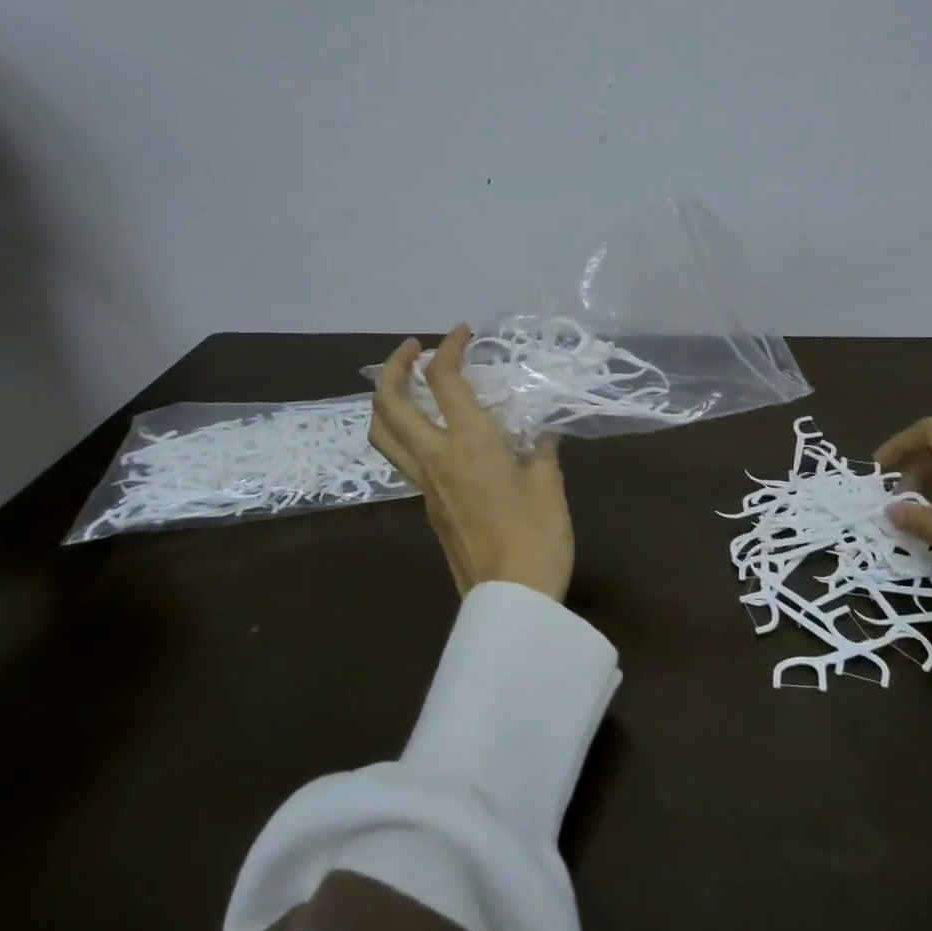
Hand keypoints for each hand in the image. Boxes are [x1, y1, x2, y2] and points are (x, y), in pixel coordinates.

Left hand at [370, 325, 574, 602]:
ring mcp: (425, 485)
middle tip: (414, 348)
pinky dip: (403, 431)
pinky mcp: (427, 506)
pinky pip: (401, 458)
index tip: (464, 331)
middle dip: (395, 367)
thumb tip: (541, 432)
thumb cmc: (537, 535)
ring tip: (406, 384)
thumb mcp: (548, 483)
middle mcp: (437, 457)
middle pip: (391, 403)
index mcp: (470, 443)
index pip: (446, 381)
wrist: (510, 598)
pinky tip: (430, 431)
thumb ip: (541, 449)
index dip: (451, 348)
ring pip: (382, 434)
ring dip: (386, 400)